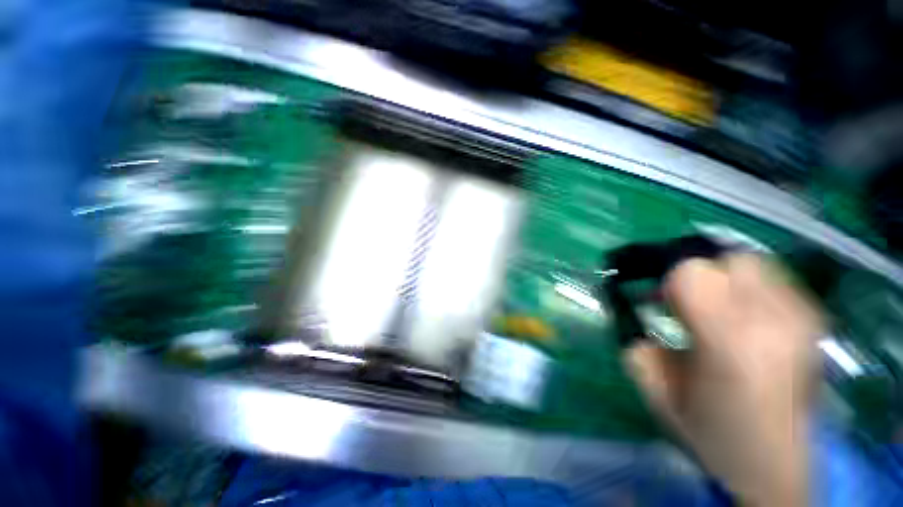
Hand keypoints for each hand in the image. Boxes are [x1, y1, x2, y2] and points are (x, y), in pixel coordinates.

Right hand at [626, 254, 821, 506]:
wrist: (772, 468)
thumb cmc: (710, 432)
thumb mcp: (655, 387)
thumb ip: (635, 340)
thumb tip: (629, 306)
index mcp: (730, 341)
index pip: (693, 271)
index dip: (668, 280)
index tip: (658, 301)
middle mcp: (775, 321)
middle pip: (729, 258)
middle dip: (700, 273)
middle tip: (685, 300)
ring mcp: (803, 319)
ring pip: (754, 263)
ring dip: (725, 278)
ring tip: (715, 308)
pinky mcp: (815, 322)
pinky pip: (774, 281)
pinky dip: (749, 288)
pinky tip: (743, 317)